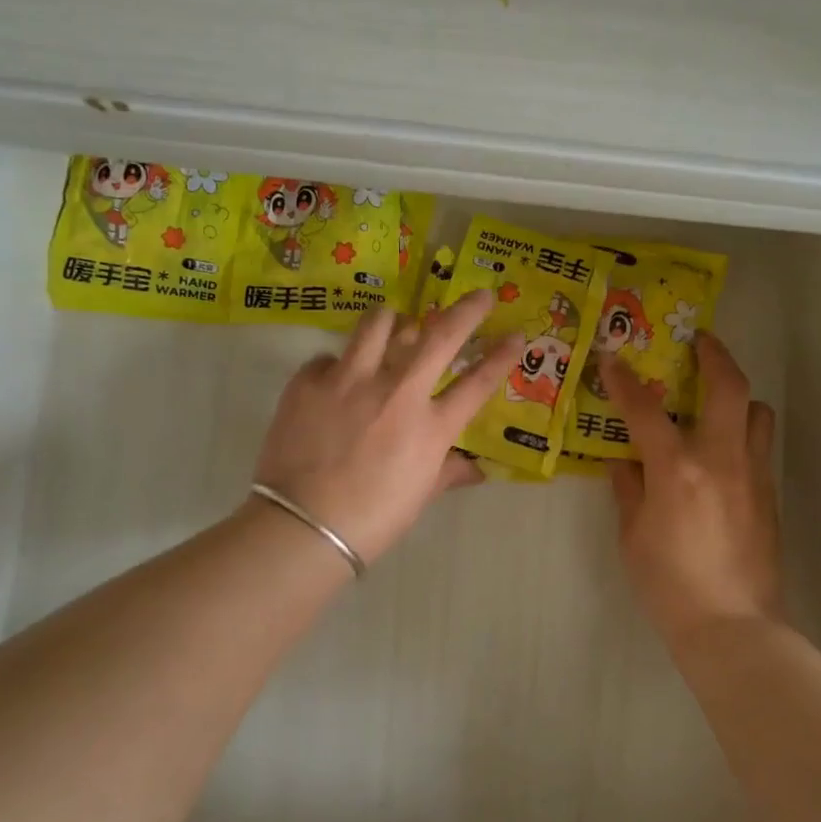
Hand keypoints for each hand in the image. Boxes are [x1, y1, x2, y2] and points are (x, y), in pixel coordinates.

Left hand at [253, 289, 515, 562]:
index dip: (501, 355)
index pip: (478, 382)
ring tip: (395, 324)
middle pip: (440, 335)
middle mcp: (397, 392)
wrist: (304, 527)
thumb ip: (448, 472)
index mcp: (430, 426)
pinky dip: (338, 364)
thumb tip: (476, 469)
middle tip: (480, 295)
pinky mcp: (309, 381)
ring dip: (394, 320)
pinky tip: (335, 381)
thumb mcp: (419, 496)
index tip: (516, 334)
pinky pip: (328, 357)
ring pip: (378, 324)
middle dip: (467, 310)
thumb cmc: (372, 519)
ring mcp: (350, 380)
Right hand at [601, 334, 782, 646]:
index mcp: (677, 470)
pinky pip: (759, 446)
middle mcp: (721, 460)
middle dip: (714, 354)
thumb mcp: (633, 536)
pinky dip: (741, 433)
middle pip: (729, 387)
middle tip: (698, 341)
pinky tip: (720, 454)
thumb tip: (624, 461)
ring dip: (737, 396)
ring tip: (712, 402)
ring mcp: (752, 475)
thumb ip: (628, 489)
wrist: (732, 626)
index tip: (613, 357)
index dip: (625, 381)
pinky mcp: (770, 495)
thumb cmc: (669, 584)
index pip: (646, 411)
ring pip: (758, 412)